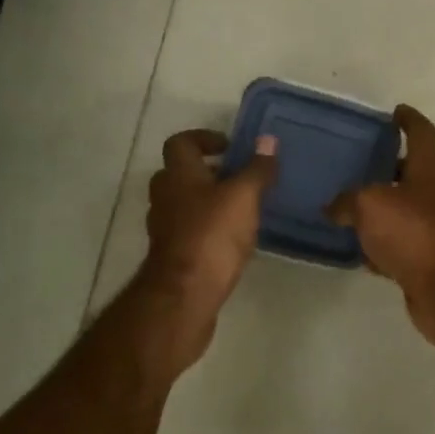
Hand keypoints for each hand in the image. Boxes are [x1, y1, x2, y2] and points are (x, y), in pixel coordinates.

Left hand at [141, 129, 278, 359]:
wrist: (185, 295)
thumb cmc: (212, 235)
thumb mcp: (243, 196)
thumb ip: (257, 168)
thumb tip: (268, 140)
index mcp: (178, 175)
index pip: (181, 142)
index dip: (204, 138)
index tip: (230, 147)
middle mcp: (166, 197)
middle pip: (181, 173)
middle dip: (209, 171)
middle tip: (240, 177)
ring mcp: (166, 228)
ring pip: (185, 203)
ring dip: (209, 200)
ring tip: (243, 208)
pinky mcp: (173, 255)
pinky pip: (190, 230)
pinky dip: (208, 227)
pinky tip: (234, 238)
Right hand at [326, 105, 434, 348]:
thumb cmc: (413, 232)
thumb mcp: (370, 204)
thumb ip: (347, 200)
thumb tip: (333, 208)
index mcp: (428, 169)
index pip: (421, 132)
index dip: (408, 119)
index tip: (394, 111)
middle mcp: (433, 193)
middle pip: (410, 170)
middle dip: (385, 163)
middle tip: (354, 159)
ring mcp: (430, 227)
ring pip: (400, 207)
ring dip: (377, 205)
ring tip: (343, 200)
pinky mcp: (423, 257)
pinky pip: (394, 242)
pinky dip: (376, 241)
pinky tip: (352, 245)